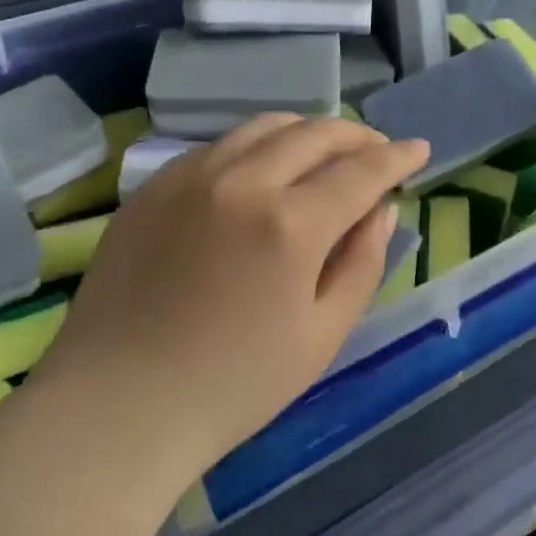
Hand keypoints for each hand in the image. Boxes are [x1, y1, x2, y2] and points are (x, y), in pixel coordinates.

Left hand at [39, 115, 429, 472]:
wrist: (116, 409)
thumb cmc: (233, 386)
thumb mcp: (322, 335)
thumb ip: (363, 262)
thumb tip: (382, 209)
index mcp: (291, 224)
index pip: (361, 170)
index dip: (397, 157)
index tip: (419, 149)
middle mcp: (242, 182)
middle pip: (315, 133)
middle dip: (358, 135)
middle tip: (379, 150)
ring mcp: (190, 178)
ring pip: (264, 127)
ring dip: (308, 131)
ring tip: (327, 151)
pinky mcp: (153, 188)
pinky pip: (219, 146)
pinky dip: (258, 145)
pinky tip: (264, 169)